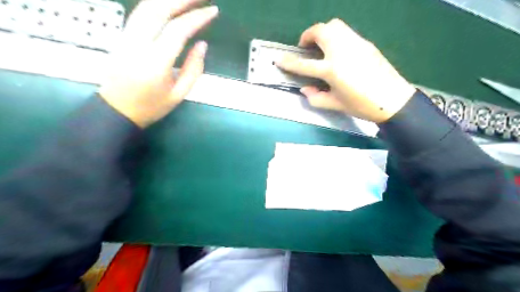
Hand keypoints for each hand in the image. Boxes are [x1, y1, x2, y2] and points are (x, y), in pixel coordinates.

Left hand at [99, 1, 217, 127]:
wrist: (117, 109)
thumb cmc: (152, 106)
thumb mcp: (180, 94)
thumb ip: (194, 69)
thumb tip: (202, 45)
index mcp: (156, 62)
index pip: (178, 30)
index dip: (197, 18)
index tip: (213, 11)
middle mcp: (138, 43)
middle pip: (159, 9)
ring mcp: (126, 36)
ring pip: (146, 6)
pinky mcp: (122, 35)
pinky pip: (140, 12)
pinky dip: (156, 3)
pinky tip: (168, 3)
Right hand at [278, 18, 417, 122]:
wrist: (393, 99)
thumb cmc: (362, 105)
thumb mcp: (335, 104)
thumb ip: (316, 97)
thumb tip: (305, 89)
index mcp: (332, 70)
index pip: (304, 64)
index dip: (289, 62)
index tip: (278, 58)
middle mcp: (342, 51)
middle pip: (320, 31)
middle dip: (307, 35)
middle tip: (305, 47)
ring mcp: (355, 44)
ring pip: (334, 25)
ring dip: (322, 32)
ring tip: (321, 46)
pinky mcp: (365, 43)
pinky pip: (346, 32)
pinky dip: (336, 36)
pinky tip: (338, 51)